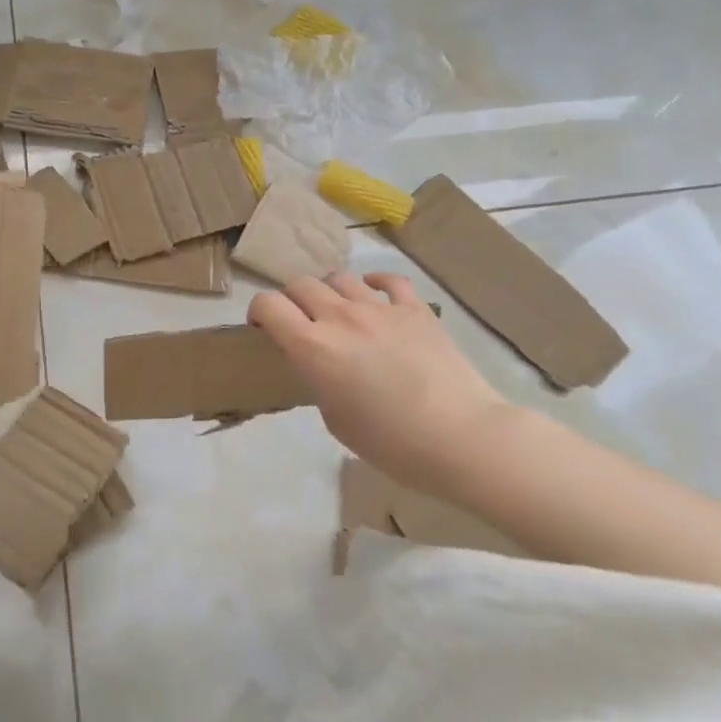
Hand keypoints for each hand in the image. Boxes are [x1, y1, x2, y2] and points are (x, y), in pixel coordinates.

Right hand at [248, 271, 503, 476]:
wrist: (462, 437)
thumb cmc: (392, 444)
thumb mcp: (336, 420)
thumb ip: (319, 380)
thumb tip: (323, 364)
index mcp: (313, 347)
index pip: (268, 305)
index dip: (258, 312)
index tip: (263, 328)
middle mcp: (340, 317)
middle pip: (300, 284)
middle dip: (292, 300)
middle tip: (301, 322)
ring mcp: (379, 308)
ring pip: (339, 277)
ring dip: (331, 292)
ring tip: (339, 312)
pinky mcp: (415, 308)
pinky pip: (388, 280)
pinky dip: (375, 283)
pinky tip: (375, 293)